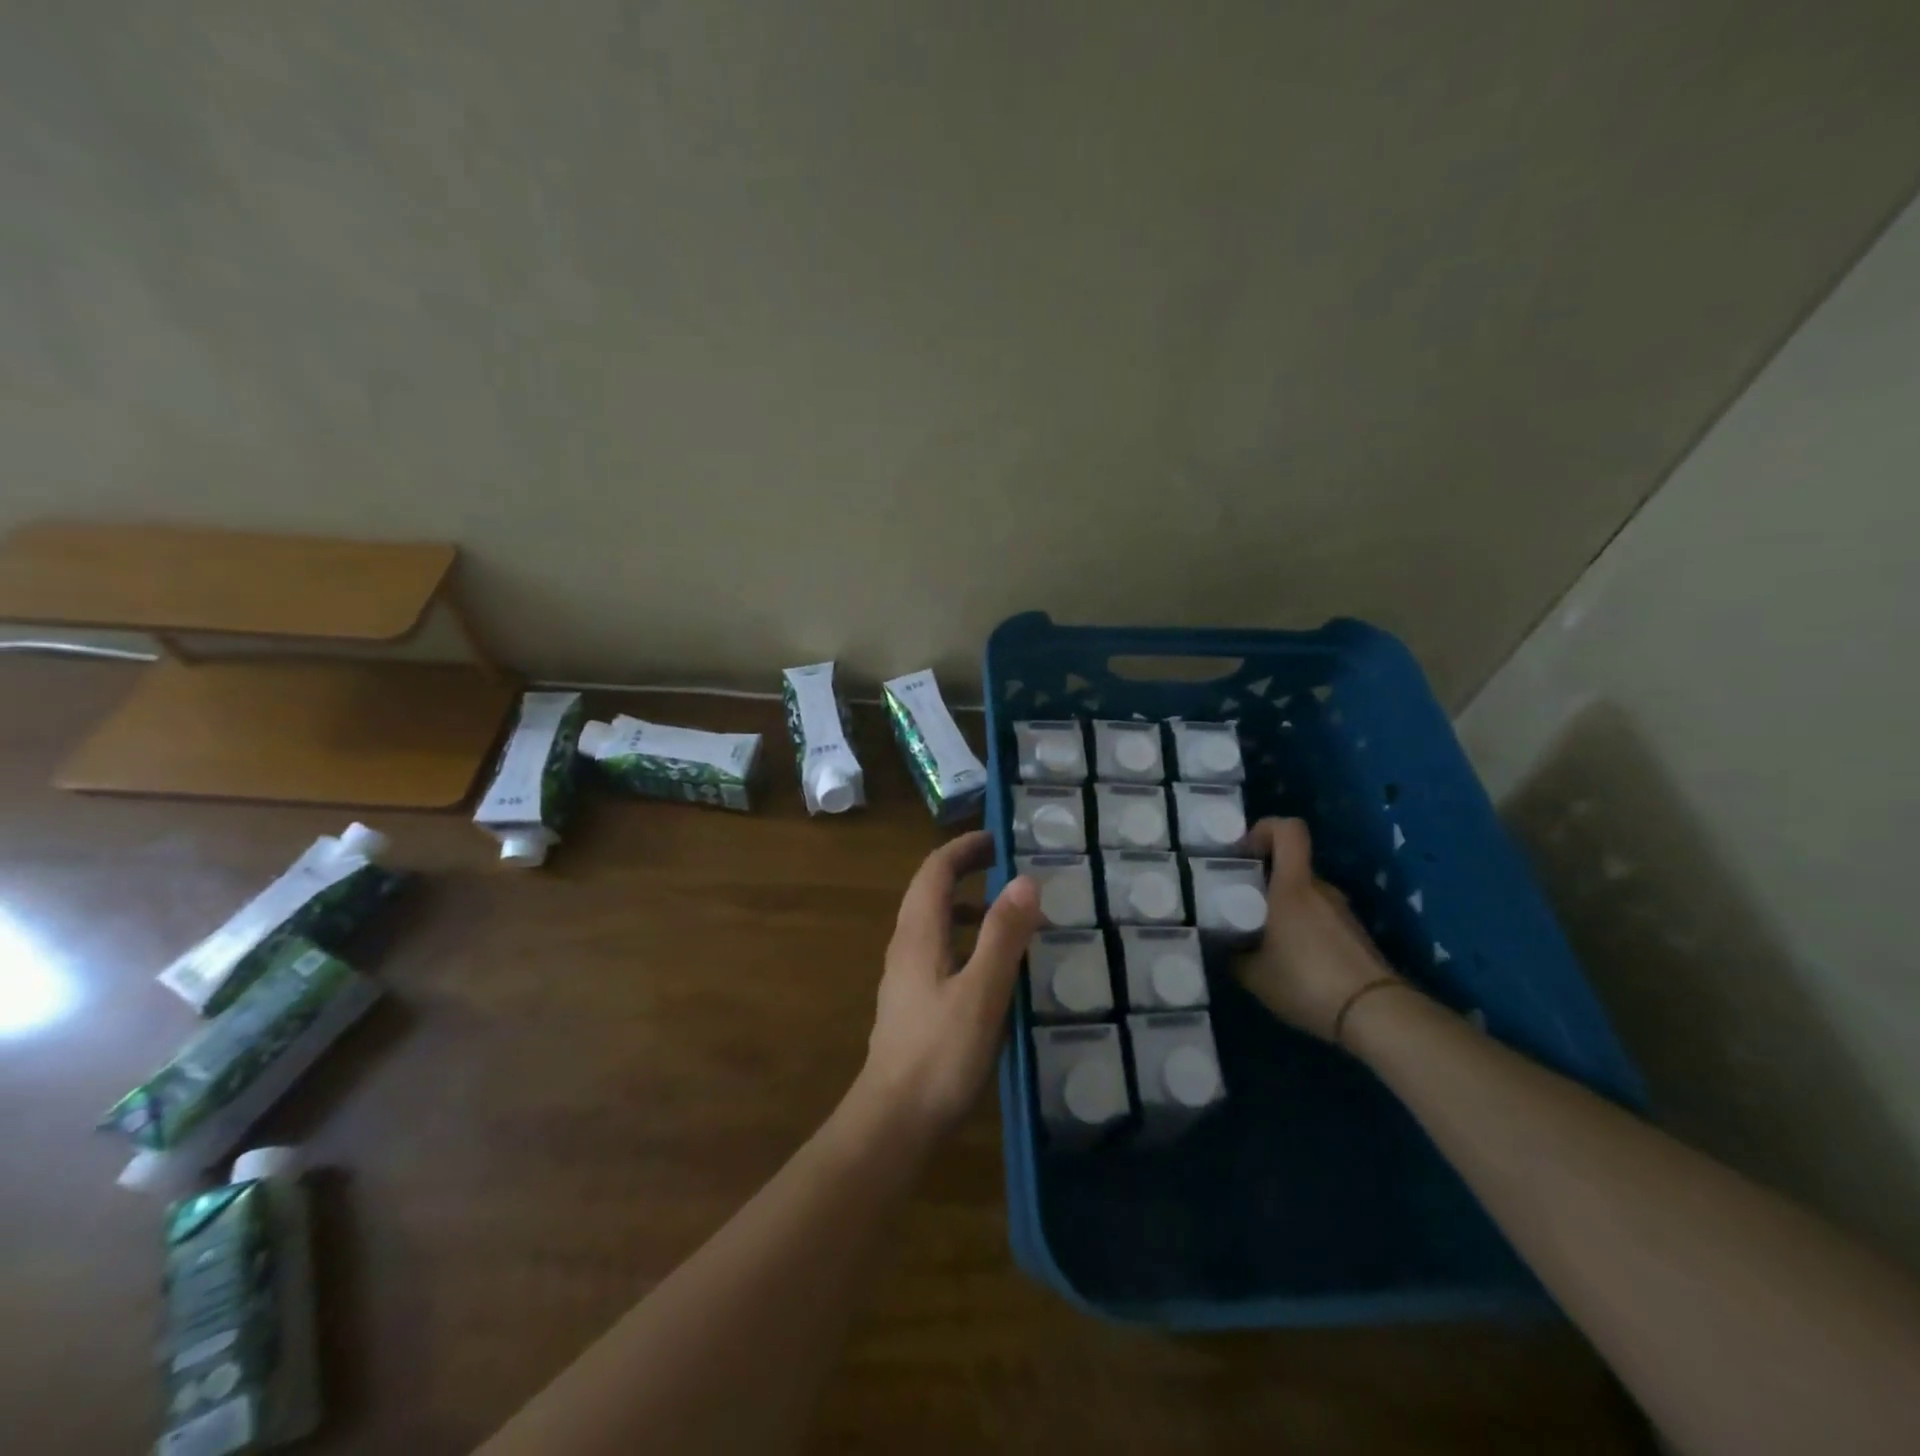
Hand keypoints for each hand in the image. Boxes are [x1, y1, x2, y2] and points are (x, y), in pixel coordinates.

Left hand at [857, 831, 1041, 1139]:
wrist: (893, 1122)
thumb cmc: (939, 1055)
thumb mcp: (981, 993)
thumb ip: (1003, 936)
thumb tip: (1025, 880)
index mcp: (918, 934)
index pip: (935, 870)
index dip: (964, 847)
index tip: (1000, 837)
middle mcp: (907, 947)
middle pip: (932, 892)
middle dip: (968, 870)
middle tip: (1011, 865)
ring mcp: (907, 977)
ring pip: (937, 924)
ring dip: (970, 906)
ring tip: (1012, 912)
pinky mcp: (914, 1004)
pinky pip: (942, 952)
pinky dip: (968, 941)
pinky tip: (996, 969)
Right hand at [1233, 817, 1401, 1041]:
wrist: (1377, 1015)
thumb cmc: (1307, 982)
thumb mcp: (1254, 975)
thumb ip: (1234, 955)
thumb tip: (1224, 948)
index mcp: (1293, 886)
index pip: (1288, 830)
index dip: (1264, 828)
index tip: (1242, 852)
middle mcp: (1320, 889)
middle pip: (1291, 866)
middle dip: (1264, 879)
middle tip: (1240, 905)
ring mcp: (1342, 911)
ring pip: (1305, 894)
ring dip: (1283, 907)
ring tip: (1263, 940)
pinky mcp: (1355, 935)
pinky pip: (1319, 917)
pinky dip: (1302, 929)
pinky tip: (1292, 961)